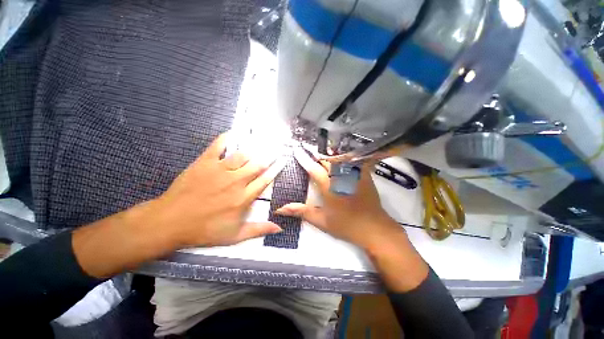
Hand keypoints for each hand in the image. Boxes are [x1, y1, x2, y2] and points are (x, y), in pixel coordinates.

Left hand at [154, 133, 285, 247]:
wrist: (170, 222)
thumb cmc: (204, 230)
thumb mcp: (234, 236)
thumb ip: (258, 229)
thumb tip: (279, 229)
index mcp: (244, 197)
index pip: (265, 180)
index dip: (276, 169)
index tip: (283, 160)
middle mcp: (236, 181)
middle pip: (257, 165)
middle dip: (269, 155)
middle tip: (277, 147)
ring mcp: (220, 170)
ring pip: (242, 155)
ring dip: (253, 149)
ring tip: (261, 141)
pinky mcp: (205, 162)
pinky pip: (218, 146)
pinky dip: (226, 138)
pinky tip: (234, 132)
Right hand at [275, 147, 401, 250]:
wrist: (373, 227)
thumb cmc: (345, 224)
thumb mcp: (320, 220)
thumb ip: (300, 211)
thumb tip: (280, 209)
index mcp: (328, 185)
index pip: (312, 168)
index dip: (303, 158)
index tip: (296, 150)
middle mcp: (340, 176)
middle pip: (326, 159)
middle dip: (316, 154)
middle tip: (309, 151)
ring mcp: (353, 173)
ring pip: (338, 157)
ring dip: (329, 154)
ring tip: (322, 151)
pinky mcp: (363, 174)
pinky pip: (353, 160)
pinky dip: (344, 156)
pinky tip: (341, 155)